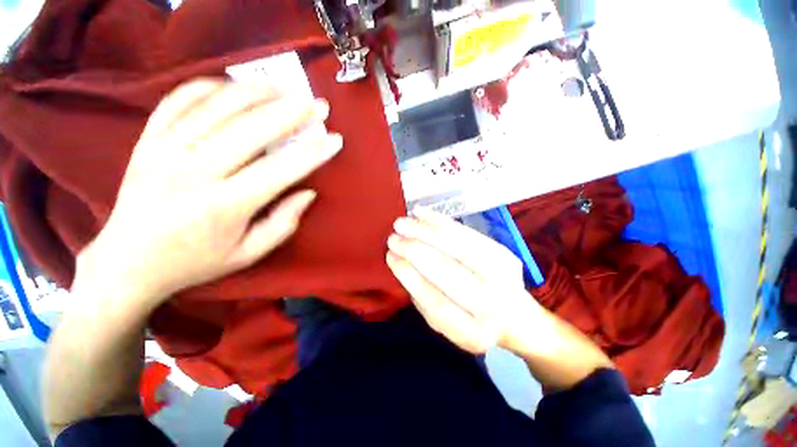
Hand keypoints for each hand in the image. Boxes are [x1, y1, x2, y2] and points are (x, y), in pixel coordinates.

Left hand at [78, 78, 342, 304]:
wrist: (128, 261)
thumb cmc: (196, 261)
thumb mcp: (249, 254)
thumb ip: (284, 223)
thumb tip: (308, 192)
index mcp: (224, 206)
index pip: (280, 170)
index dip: (312, 153)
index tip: (334, 140)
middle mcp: (193, 173)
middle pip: (250, 129)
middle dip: (291, 112)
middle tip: (318, 104)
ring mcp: (165, 150)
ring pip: (217, 107)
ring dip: (257, 92)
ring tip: (286, 88)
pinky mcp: (148, 139)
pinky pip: (179, 99)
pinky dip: (210, 86)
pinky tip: (235, 86)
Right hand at [386, 207, 542, 353]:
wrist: (518, 318)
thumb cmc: (472, 322)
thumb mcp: (445, 325)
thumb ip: (424, 300)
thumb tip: (403, 263)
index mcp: (473, 333)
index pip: (434, 300)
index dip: (409, 276)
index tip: (390, 257)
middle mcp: (492, 306)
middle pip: (447, 271)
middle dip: (415, 250)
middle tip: (393, 237)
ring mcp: (503, 276)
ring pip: (458, 247)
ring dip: (426, 231)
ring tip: (403, 222)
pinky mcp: (504, 253)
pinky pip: (468, 233)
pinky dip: (442, 221)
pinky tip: (422, 213)